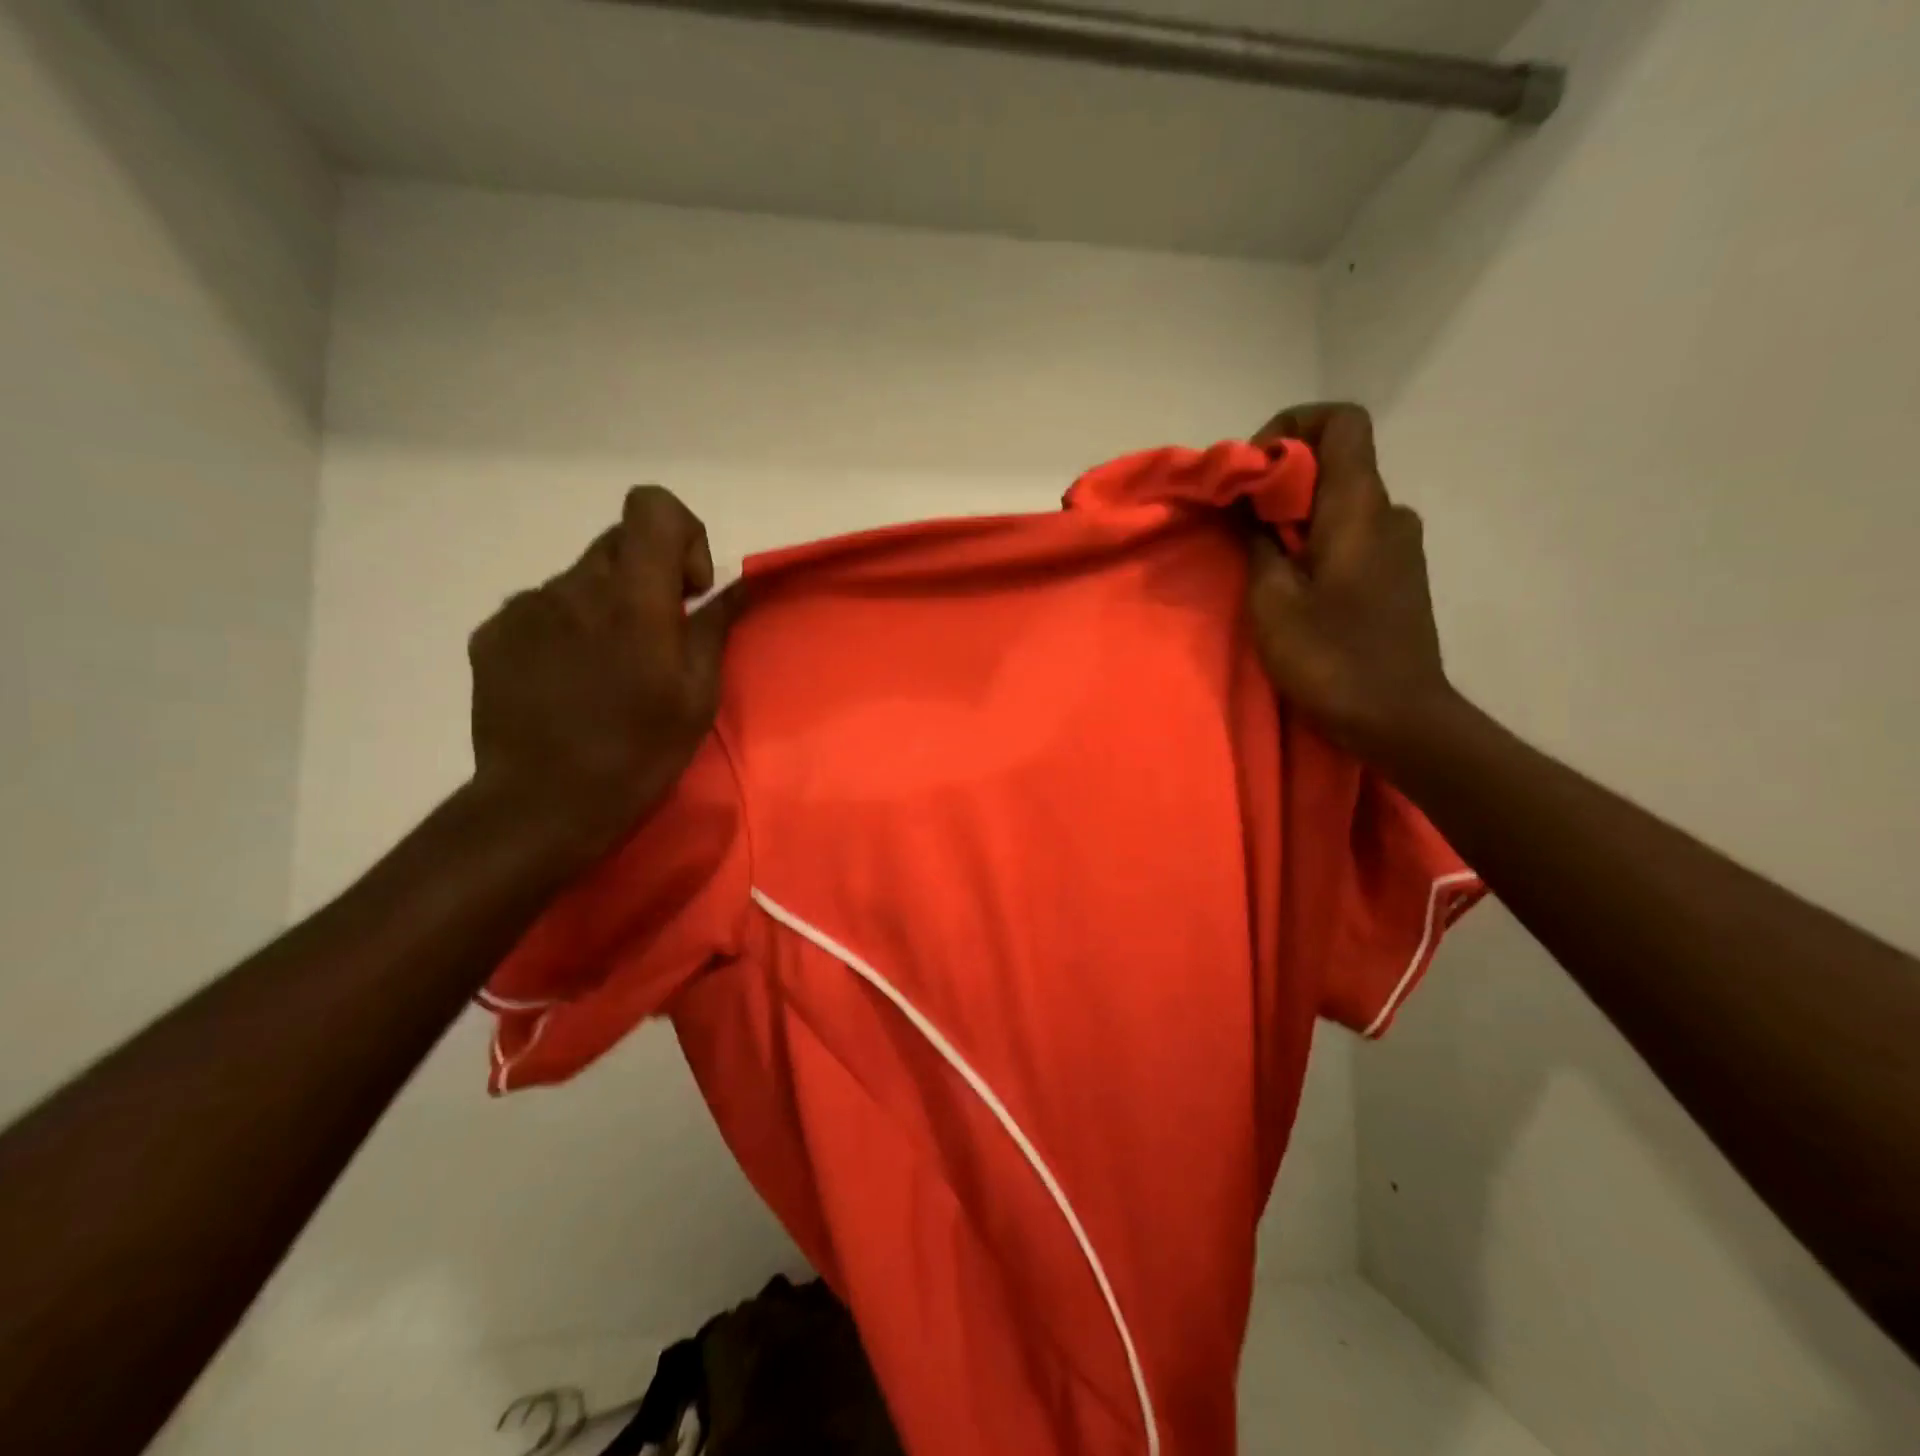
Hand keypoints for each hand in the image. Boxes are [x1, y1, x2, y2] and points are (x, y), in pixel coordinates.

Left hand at [467, 485, 735, 859]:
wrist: (543, 804)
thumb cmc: (638, 754)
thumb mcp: (698, 696)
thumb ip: (713, 627)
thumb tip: (734, 585)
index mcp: (632, 599)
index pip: (651, 507)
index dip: (680, 534)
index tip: (686, 591)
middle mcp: (573, 587)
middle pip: (619, 544)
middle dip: (647, 577)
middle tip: (654, 640)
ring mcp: (525, 608)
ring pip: (580, 581)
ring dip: (603, 609)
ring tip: (605, 673)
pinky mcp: (493, 635)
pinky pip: (542, 610)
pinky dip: (564, 631)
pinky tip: (566, 683)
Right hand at [1246, 403, 1456, 763]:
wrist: (1398, 718)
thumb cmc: (1330, 657)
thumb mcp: (1272, 600)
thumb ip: (1257, 541)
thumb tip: (1247, 504)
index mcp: (1360, 507)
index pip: (1341, 422)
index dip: (1292, 428)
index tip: (1253, 471)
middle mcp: (1389, 513)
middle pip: (1336, 463)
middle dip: (1280, 481)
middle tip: (1237, 524)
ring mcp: (1399, 546)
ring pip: (1341, 504)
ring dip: (1295, 518)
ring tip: (1259, 562)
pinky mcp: (1398, 576)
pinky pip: (1352, 535)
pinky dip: (1315, 542)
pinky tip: (1291, 586)